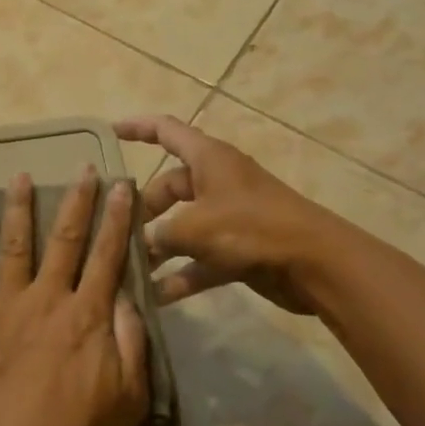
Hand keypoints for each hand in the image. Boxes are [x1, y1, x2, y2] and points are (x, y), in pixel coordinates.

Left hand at [0, 170, 148, 425]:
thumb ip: (131, 341)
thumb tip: (126, 295)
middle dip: (76, 201)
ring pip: (14, 247)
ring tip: (20, 177)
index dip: (117, 217)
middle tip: (82, 168)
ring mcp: (6, 308)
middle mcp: (47, 299)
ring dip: (18, 209)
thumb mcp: (129, 398)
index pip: (107, 254)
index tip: (122, 185)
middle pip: (64, 239)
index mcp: (87, 315)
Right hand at [116, 115, 324, 313]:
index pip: (165, 131)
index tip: (109, 133)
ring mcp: (229, 216)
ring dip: (159, 247)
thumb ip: (161, 234)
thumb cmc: (251, 228)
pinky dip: (181, 274)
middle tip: (115, 230)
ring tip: (129, 267)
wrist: (315, 264)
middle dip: (142, 209)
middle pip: (169, 186)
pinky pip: (200, 258)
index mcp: (208, 158)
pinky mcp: (239, 249)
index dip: (136, 128)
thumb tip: (141, 244)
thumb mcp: (195, 227)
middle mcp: (217, 181)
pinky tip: (157, 296)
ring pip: (183, 225)